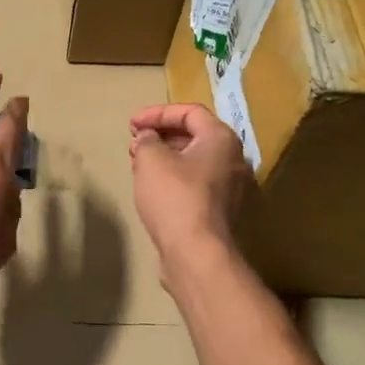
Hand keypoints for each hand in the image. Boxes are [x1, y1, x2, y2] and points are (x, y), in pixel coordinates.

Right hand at [129, 103, 251, 281]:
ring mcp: (229, 188)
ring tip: (137, 163)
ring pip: (193, 161)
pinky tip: (151, 187)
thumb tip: (147, 138)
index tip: (132, 124)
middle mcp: (232, 159)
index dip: (158, 113)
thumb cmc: (175, 197)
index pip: (190, 112)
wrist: (196, 253)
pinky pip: (195, 183)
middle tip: (134, 142)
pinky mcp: (218, 211)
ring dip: (164, 157)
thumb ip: (146, 140)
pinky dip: (172, 177)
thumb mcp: (151, 159)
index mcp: (221, 139)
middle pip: (194, 135)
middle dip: (160, 135)